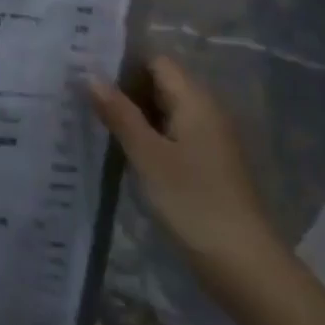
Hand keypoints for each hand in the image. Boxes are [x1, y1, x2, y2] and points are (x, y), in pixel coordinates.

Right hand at [88, 57, 285, 283]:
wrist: (243, 264)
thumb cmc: (192, 201)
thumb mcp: (147, 155)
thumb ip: (119, 113)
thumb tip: (90, 75)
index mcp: (195, 101)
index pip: (157, 61)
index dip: (123, 61)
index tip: (87, 68)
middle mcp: (206, 112)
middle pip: (161, 83)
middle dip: (124, 86)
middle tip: (81, 93)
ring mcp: (209, 139)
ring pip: (165, 110)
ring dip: (133, 112)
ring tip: (92, 116)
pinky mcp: (207, 164)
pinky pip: (171, 134)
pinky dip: (147, 134)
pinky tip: (120, 147)